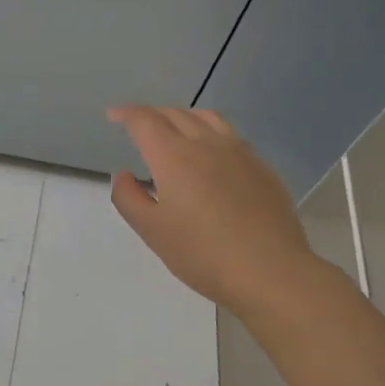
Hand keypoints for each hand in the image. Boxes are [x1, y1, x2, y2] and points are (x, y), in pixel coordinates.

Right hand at [107, 106, 336, 317]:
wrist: (271, 272)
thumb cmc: (203, 254)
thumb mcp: (151, 231)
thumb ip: (129, 198)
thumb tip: (124, 175)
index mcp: (173, 156)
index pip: (145, 120)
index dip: (125, 113)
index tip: (113, 116)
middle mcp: (206, 144)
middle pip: (175, 114)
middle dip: (152, 114)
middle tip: (139, 127)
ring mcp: (239, 153)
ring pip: (207, 118)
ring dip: (183, 117)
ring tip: (174, 129)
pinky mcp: (262, 168)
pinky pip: (231, 136)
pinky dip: (210, 132)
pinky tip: (211, 154)